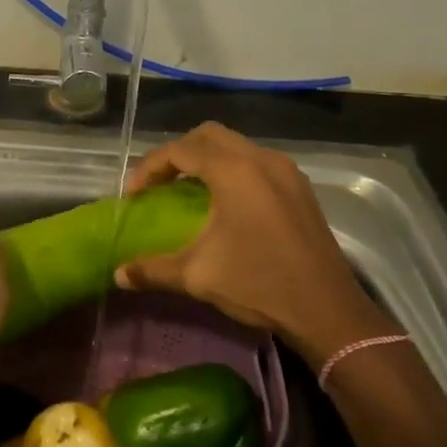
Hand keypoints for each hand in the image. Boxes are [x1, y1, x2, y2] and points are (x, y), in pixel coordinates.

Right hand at [115, 123, 398, 364]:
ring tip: (188, 190)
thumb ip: (153, 269)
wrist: (327, 310)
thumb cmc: (259, 284)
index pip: (180, 150)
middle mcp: (261, 159)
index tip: (134, 195)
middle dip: (178, 153)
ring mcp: (286, 170)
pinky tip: (226, 202)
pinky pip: (257, 161)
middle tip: (160, 183)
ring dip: (207, 159)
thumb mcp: (198, 276)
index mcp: (234, 171)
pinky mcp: (300, 187)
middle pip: (208, 135)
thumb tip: (119, 275)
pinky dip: (232, 168)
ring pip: (236, 144)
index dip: (150, 168)